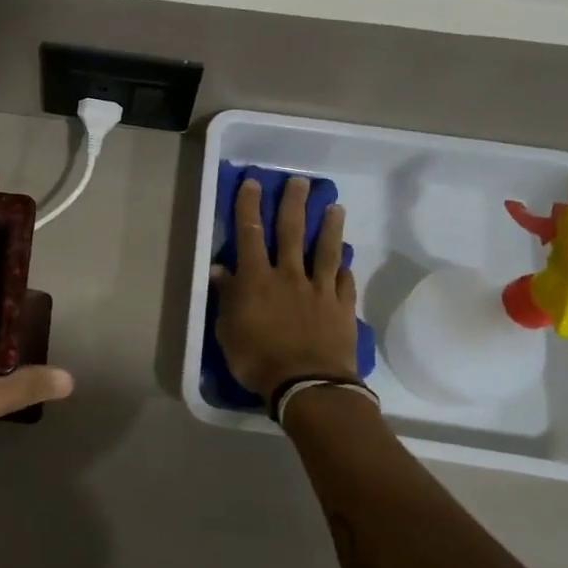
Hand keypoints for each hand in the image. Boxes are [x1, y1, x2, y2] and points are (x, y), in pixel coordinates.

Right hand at [210, 176, 359, 400]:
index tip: (253, 183)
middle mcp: (289, 275)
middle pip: (292, 232)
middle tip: (300, 182)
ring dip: (330, 227)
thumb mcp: (228, 330)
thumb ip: (227, 297)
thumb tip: (220, 270)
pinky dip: (345, 269)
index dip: (250, 206)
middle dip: (294, 204)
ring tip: (336, 207)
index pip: (250, 234)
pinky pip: (344, 282)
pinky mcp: (342, 307)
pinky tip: (347, 261)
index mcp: (257, 279)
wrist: (307, 384)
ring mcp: (319, 290)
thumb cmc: (258, 359)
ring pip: (326, 250)